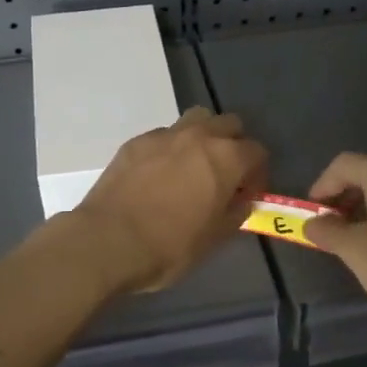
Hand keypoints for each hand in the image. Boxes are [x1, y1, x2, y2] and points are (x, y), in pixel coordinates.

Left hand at [69, 108, 268, 293]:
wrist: (108, 241)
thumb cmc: (170, 246)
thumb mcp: (214, 238)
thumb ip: (235, 213)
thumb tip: (241, 200)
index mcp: (226, 158)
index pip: (257, 151)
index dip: (258, 174)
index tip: (247, 195)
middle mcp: (198, 136)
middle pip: (229, 124)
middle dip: (234, 145)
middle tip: (225, 175)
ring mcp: (164, 135)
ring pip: (195, 120)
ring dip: (202, 137)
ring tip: (193, 167)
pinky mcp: (135, 142)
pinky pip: (163, 136)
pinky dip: (170, 149)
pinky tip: (159, 175)